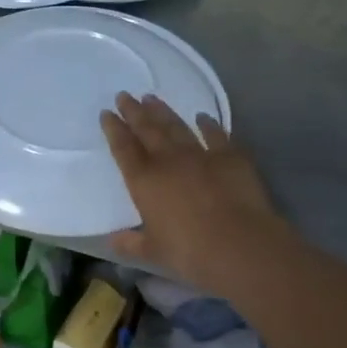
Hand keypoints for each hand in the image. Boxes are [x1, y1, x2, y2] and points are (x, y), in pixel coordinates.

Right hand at [100, 93, 284, 290]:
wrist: (239, 244)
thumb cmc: (190, 251)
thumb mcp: (153, 252)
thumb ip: (131, 243)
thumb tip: (114, 240)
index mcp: (144, 181)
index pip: (123, 148)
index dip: (114, 129)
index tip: (107, 113)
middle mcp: (168, 160)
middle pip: (147, 129)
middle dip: (134, 111)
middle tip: (125, 95)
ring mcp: (201, 154)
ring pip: (176, 126)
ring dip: (163, 111)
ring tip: (152, 98)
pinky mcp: (230, 156)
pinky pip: (216, 135)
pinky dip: (208, 124)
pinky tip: (202, 117)